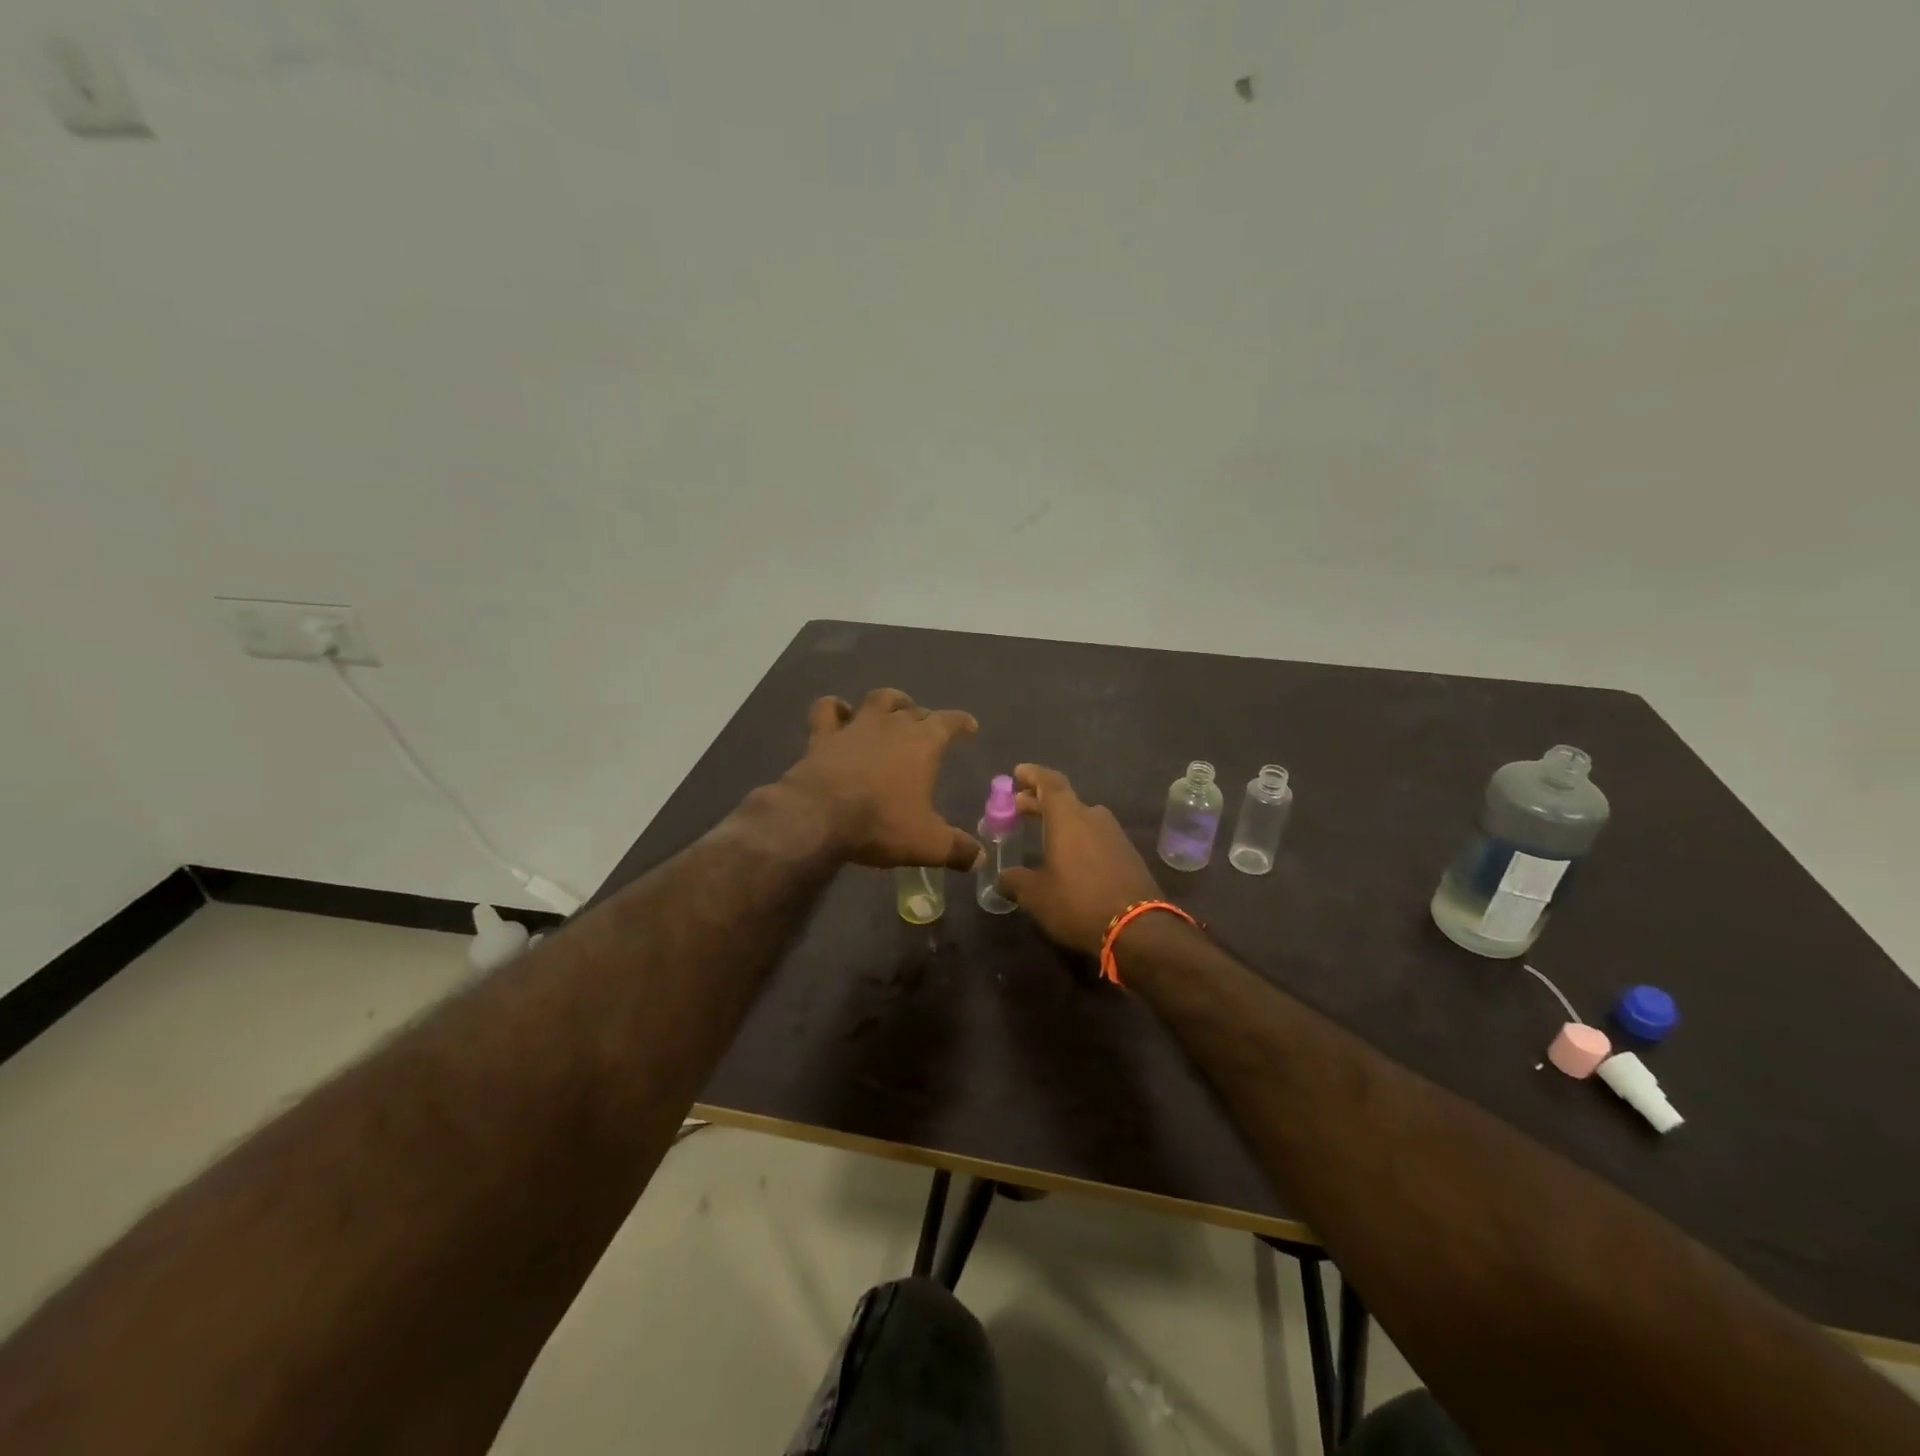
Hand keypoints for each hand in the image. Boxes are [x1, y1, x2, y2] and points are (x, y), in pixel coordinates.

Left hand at [781, 689, 982, 870]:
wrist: (818, 817)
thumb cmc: (881, 824)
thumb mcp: (928, 844)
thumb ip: (957, 849)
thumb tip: (980, 859)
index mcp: (923, 742)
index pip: (950, 722)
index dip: (962, 722)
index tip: (969, 726)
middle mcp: (892, 725)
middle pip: (914, 710)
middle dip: (925, 717)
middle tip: (929, 729)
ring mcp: (855, 726)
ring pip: (878, 700)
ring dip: (889, 701)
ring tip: (894, 708)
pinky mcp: (822, 736)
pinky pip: (828, 710)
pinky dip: (835, 708)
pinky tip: (839, 713)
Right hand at [996, 764, 1161, 954]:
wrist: (1138, 929)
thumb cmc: (1078, 903)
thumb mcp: (1035, 895)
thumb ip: (1015, 880)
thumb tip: (1004, 878)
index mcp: (1069, 817)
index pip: (1049, 782)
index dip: (1032, 775)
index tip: (1017, 773)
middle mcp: (1094, 817)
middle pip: (1064, 800)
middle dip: (1039, 802)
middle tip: (1019, 807)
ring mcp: (1115, 835)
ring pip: (1082, 819)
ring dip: (1060, 822)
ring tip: (1042, 834)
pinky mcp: (1128, 855)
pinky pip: (1096, 837)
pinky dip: (1078, 839)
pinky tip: (1069, 858)